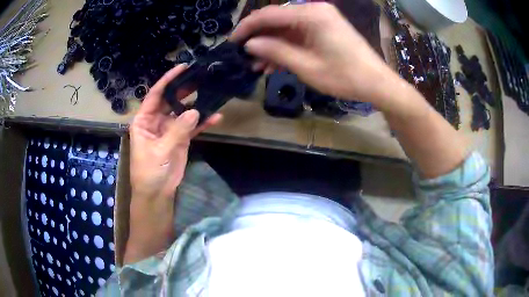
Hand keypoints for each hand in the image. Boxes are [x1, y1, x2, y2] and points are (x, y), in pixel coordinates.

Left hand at [125, 65, 221, 263]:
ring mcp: (169, 129)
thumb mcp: (160, 150)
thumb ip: (177, 130)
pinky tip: (216, 117)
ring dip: (196, 104)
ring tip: (211, 92)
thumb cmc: (149, 171)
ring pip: (183, 112)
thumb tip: (196, 111)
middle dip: (184, 89)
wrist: (157, 192)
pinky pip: (192, 127)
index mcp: (144, 120)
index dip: (167, 80)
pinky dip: (203, 123)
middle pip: (171, 100)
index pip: (155, 95)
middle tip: (200, 77)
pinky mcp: (180, 139)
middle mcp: (156, 121)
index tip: (182, 68)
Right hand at [230, 3, 397, 103]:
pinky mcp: (324, 28)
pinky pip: (298, 34)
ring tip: (257, 66)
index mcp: (310, 14)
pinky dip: (286, 47)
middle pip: (277, 19)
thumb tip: (249, 44)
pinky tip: (274, 63)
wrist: (376, 83)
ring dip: (271, 45)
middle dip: (259, 38)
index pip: (269, 14)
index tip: (232, 42)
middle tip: (244, 56)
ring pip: (286, 28)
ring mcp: (320, 19)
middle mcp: (314, 10)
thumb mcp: (305, 66)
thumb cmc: (344, 76)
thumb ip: (275, 51)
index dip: (247, 27)